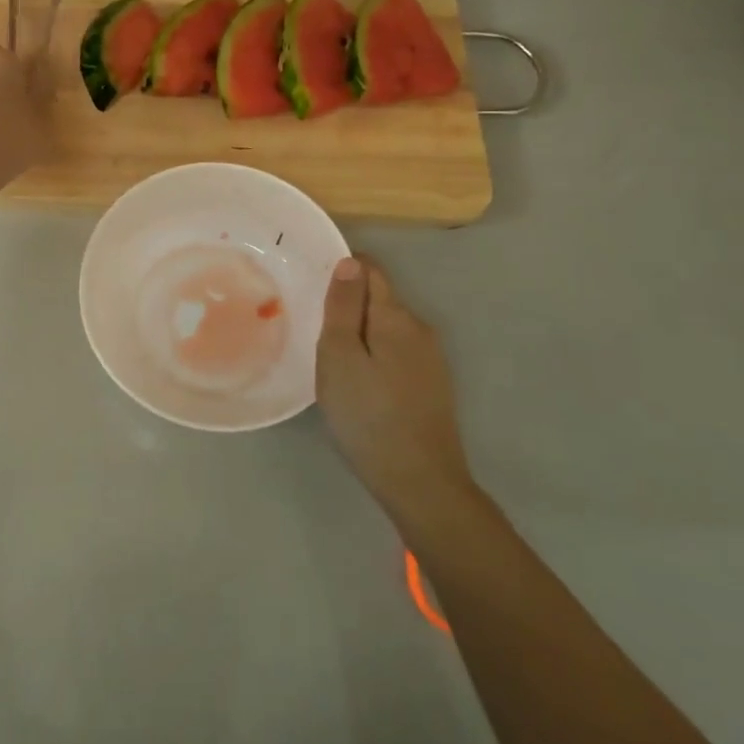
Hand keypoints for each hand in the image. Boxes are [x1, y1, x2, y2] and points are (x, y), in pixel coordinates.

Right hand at [317, 256, 473, 516]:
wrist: (420, 482)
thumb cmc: (368, 415)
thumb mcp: (340, 357)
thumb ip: (343, 306)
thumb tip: (349, 261)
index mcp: (396, 317)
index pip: (370, 270)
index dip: (341, 270)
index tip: (312, 289)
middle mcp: (420, 329)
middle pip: (379, 299)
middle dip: (348, 305)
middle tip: (313, 330)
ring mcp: (430, 359)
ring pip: (387, 328)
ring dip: (360, 333)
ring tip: (331, 359)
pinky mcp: (432, 385)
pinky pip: (396, 352)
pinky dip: (374, 355)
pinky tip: (359, 383)